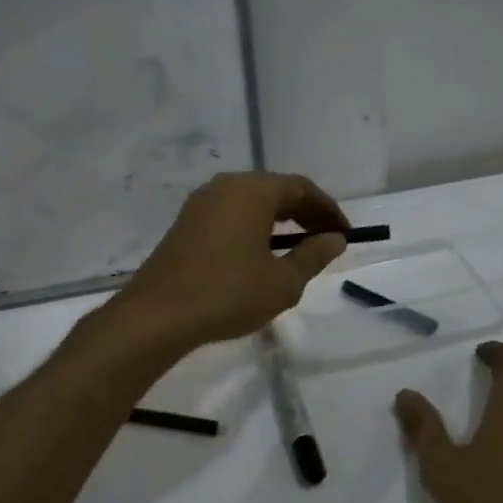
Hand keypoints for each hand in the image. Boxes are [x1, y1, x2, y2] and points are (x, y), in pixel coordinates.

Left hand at [117, 172, 351, 348]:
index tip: (345, 234)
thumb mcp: (282, 282)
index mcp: (251, 190)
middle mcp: (224, 187)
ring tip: (297, 251)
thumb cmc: (228, 294)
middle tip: (326, 241)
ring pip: (250, 203)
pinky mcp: (185, 224)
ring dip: (278, 222)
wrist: (157, 315)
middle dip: (304, 214)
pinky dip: (253, 229)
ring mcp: (200, 204)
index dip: (328, 210)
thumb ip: (313, 256)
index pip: (301, 188)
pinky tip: (259, 256)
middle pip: (275, 190)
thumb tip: (334, 239)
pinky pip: (230, 216)